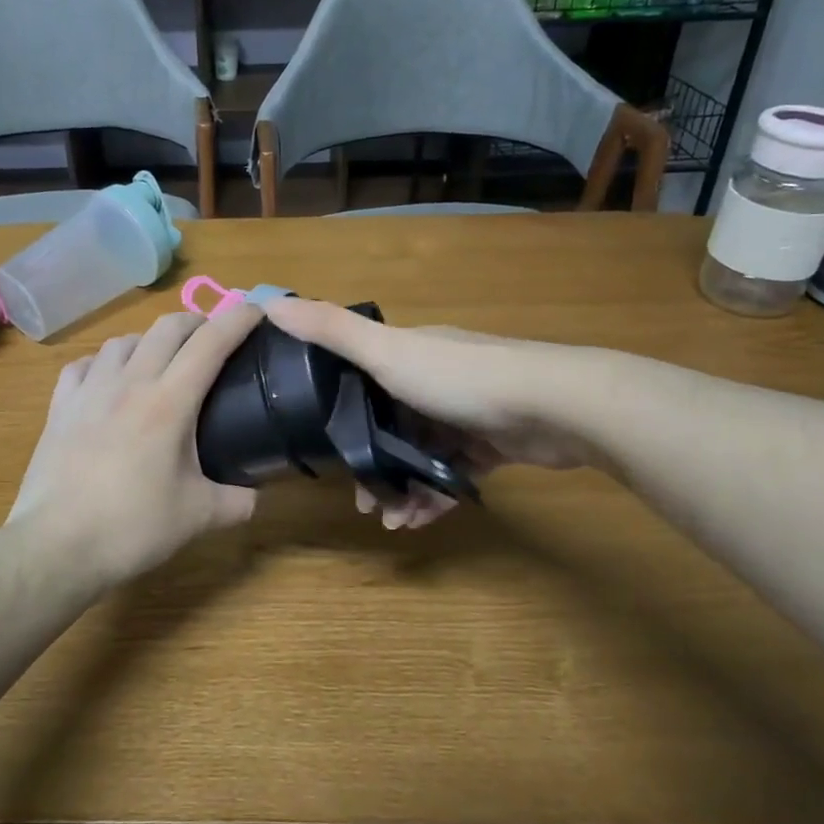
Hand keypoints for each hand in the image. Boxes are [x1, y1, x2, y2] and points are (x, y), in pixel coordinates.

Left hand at [7, 305, 266, 585]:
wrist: (56, 546)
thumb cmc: (132, 527)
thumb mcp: (198, 517)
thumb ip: (237, 502)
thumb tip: (256, 496)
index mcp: (169, 402)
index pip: (210, 343)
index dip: (237, 319)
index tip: (256, 310)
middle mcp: (130, 383)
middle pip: (166, 327)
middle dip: (196, 321)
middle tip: (211, 338)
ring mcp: (89, 391)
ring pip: (124, 340)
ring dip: (150, 340)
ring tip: (160, 360)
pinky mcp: (60, 406)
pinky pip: (84, 365)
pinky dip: (103, 363)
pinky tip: (107, 381)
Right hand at [263, 296, 594, 527]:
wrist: (556, 405)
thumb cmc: (462, 377)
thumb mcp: (387, 352)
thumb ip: (330, 331)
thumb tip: (267, 302)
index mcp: (408, 353)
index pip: (361, 383)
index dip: (341, 418)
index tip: (328, 455)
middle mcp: (435, 378)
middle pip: (390, 425)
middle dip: (375, 465)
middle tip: (366, 503)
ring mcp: (467, 411)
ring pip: (422, 454)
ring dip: (405, 488)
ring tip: (395, 521)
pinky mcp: (494, 443)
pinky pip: (453, 473)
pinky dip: (437, 496)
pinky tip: (425, 521)